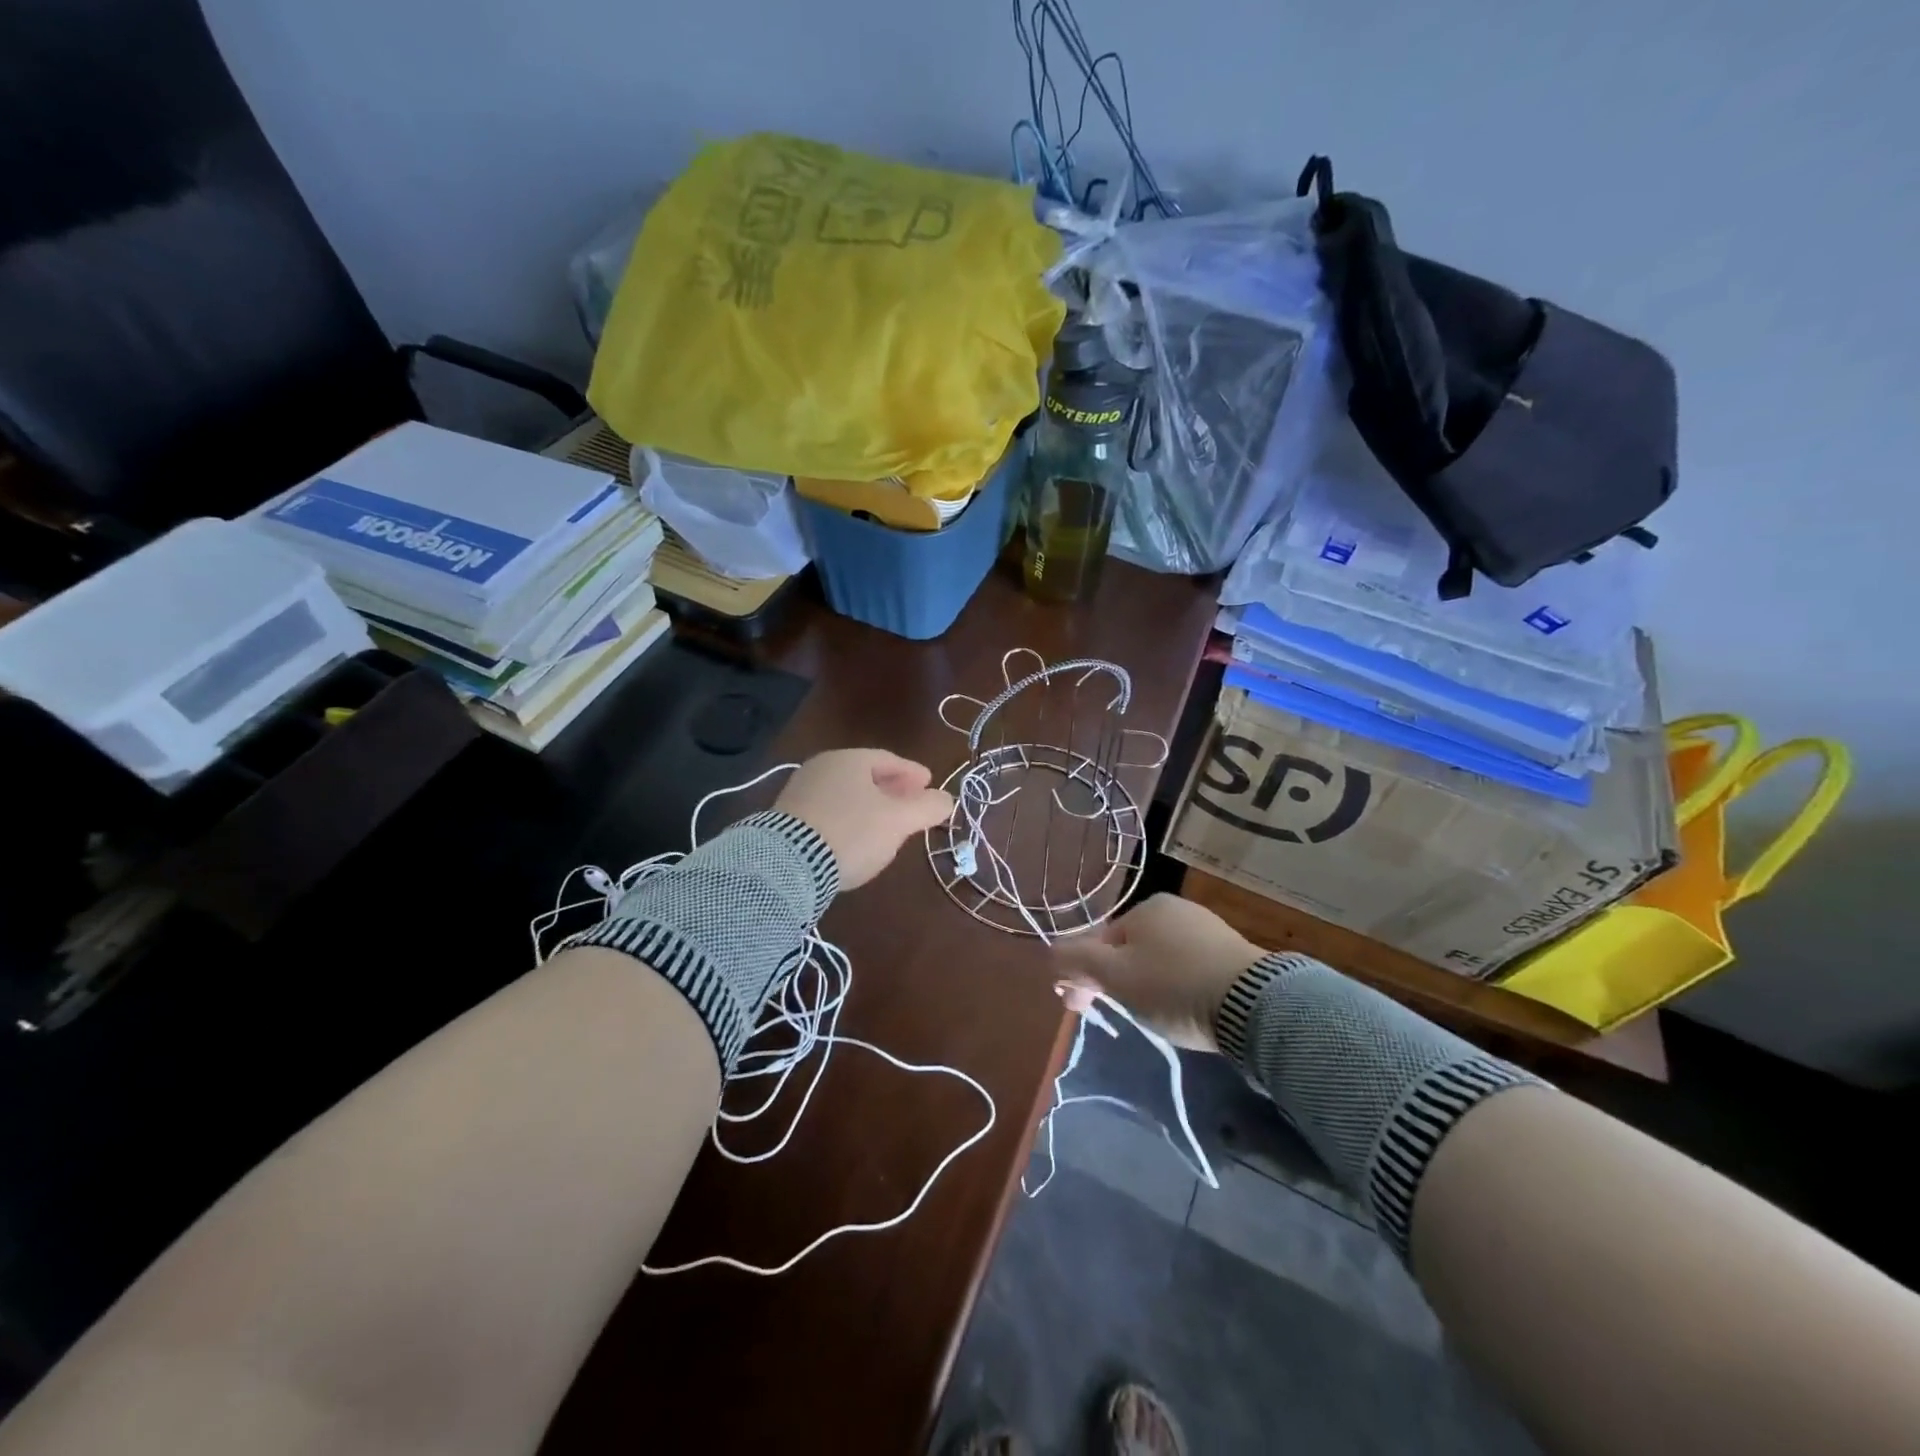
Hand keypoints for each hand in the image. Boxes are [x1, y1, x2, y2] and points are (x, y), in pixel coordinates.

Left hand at [773, 749, 954, 890]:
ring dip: (870, 805)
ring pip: (846, 794)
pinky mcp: (786, 819)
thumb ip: (927, 807)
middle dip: (892, 789)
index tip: (929, 784)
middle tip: (911, 803)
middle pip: (865, 775)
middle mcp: (822, 767)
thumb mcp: (898, 821)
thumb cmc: (852, 831)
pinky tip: (855, 837)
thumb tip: (947, 799)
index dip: (913, 773)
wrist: (787, 864)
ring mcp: (800, 792)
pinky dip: (848, 818)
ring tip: (886, 824)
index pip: (889, 759)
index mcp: (849, 759)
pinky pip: (828, 811)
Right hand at [1051, 894, 1263, 1051]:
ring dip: (1147, 985)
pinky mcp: (1233, 954)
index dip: (1084, 976)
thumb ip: (1077, 961)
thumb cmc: (1174, 986)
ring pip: (1159, 960)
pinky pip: (1190, 968)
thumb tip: (1049, 953)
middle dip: (1116, 982)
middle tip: (1119, 1016)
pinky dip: (1179, 987)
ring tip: (1156, 1017)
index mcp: (1145, 908)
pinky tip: (1185, 1008)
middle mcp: (1175, 910)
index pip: (1100, 942)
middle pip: (1129, 950)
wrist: (1255, 1004)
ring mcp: (1208, 929)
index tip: (1081, 1010)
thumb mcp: (1115, 976)